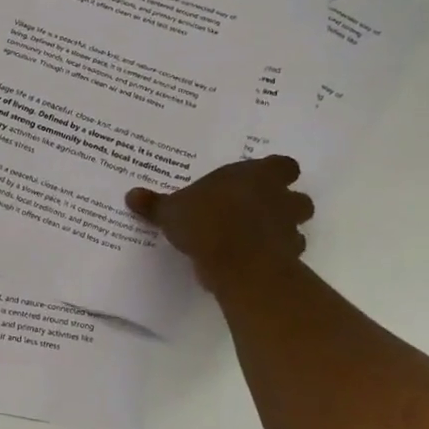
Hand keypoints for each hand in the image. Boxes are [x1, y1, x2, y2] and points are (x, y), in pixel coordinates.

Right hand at [126, 156, 314, 294]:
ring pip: (298, 226)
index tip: (260, 181)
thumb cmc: (205, 221)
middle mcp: (279, 198)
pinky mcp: (290, 257)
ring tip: (256, 240)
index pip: (283, 165)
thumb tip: (131, 195)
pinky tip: (254, 262)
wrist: (237, 260)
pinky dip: (276, 257)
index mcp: (255, 175)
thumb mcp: (171, 210)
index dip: (275, 173)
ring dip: (283, 232)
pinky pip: (288, 254)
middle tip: (259, 212)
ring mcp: (288, 228)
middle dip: (284, 204)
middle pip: (298, 197)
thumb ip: (155, 204)